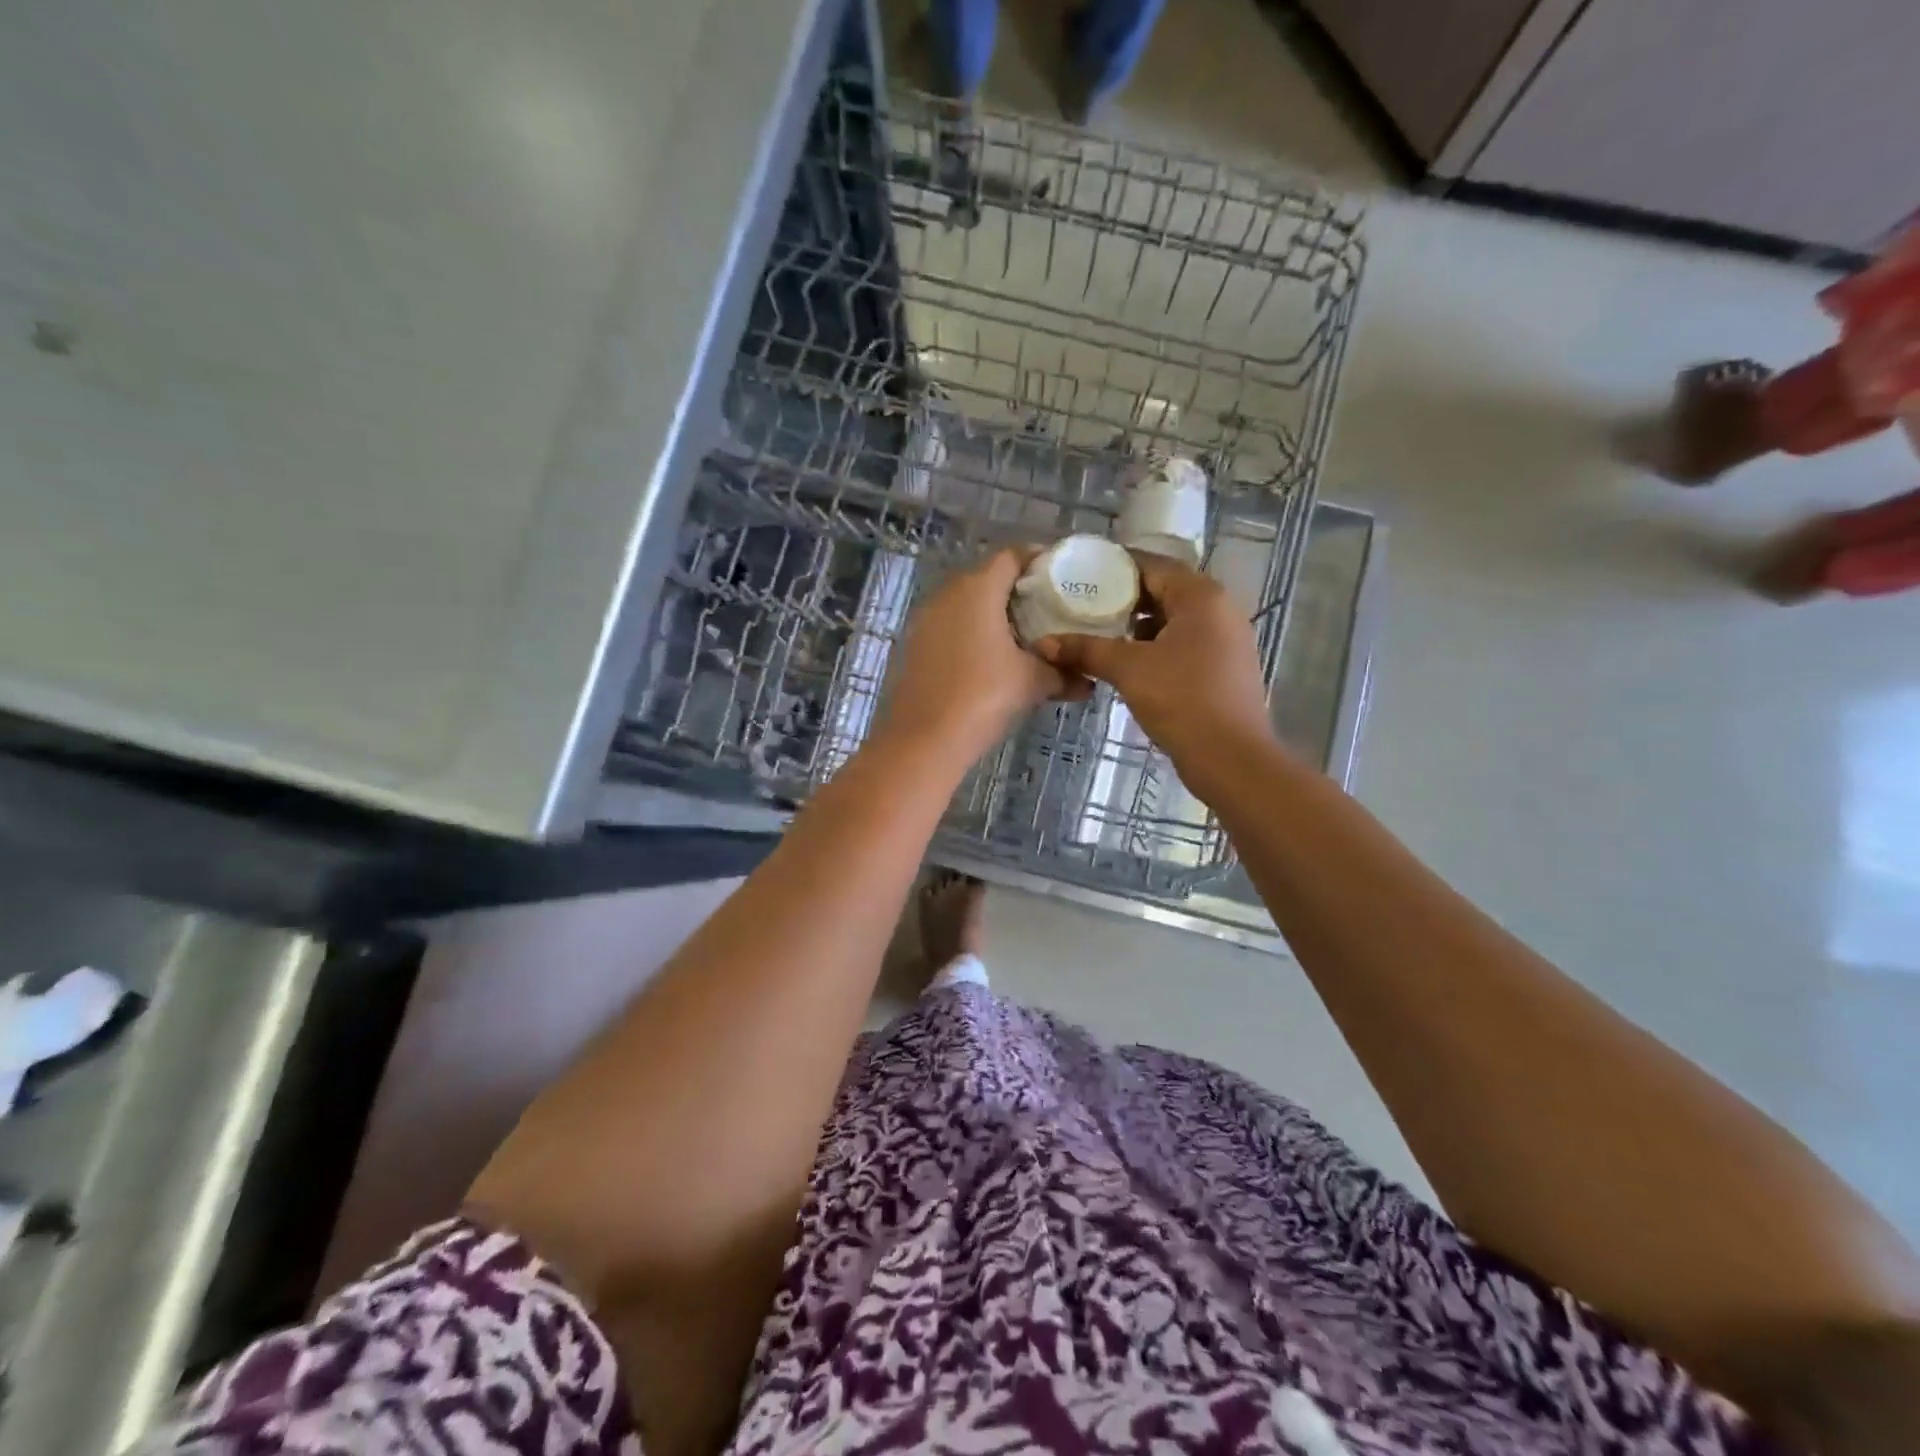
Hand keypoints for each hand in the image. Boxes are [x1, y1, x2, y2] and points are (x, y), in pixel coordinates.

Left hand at [880, 547, 1075, 759]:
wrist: (923, 740)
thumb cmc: (983, 697)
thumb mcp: (1032, 683)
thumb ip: (1063, 673)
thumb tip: (1089, 681)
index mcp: (977, 590)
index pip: (1011, 556)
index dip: (1039, 561)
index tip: (1062, 577)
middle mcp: (947, 595)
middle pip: (987, 578)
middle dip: (1018, 590)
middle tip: (1048, 609)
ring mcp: (926, 621)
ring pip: (966, 604)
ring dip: (994, 614)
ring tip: (1024, 636)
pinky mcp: (915, 646)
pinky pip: (951, 627)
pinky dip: (973, 633)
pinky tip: (992, 659)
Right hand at [1035, 552, 1276, 789]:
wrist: (1230, 758)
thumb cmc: (1181, 699)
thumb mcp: (1127, 669)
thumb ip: (1085, 650)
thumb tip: (1043, 644)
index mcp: (1201, 596)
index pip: (1153, 565)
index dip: (1115, 568)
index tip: (1080, 575)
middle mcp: (1220, 609)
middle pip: (1164, 591)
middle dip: (1123, 600)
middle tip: (1083, 607)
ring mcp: (1226, 640)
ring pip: (1174, 621)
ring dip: (1138, 627)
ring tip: (1099, 635)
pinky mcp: (1224, 668)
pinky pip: (1185, 644)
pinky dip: (1155, 648)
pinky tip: (1127, 664)